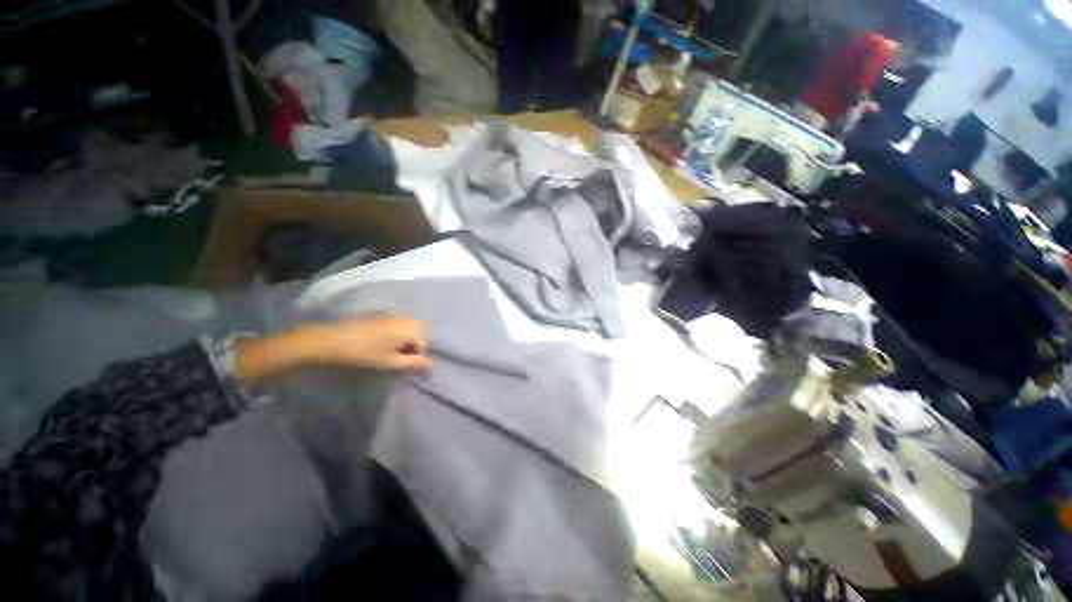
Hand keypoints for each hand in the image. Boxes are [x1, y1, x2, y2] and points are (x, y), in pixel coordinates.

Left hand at [307, 316, 432, 372]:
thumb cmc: (365, 354)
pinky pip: (402, 324)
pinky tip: (387, 343)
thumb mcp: (391, 362)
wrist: (333, 340)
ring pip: (412, 328)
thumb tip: (431, 365)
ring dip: (409, 341)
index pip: (426, 345)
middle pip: (421, 334)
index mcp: (412, 329)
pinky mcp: (385, 315)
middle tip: (403, 360)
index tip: (409, 368)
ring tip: (395, 353)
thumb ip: (413, 363)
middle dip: (416, 347)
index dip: (419, 358)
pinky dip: (401, 334)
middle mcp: (408, 318)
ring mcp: (396, 315)